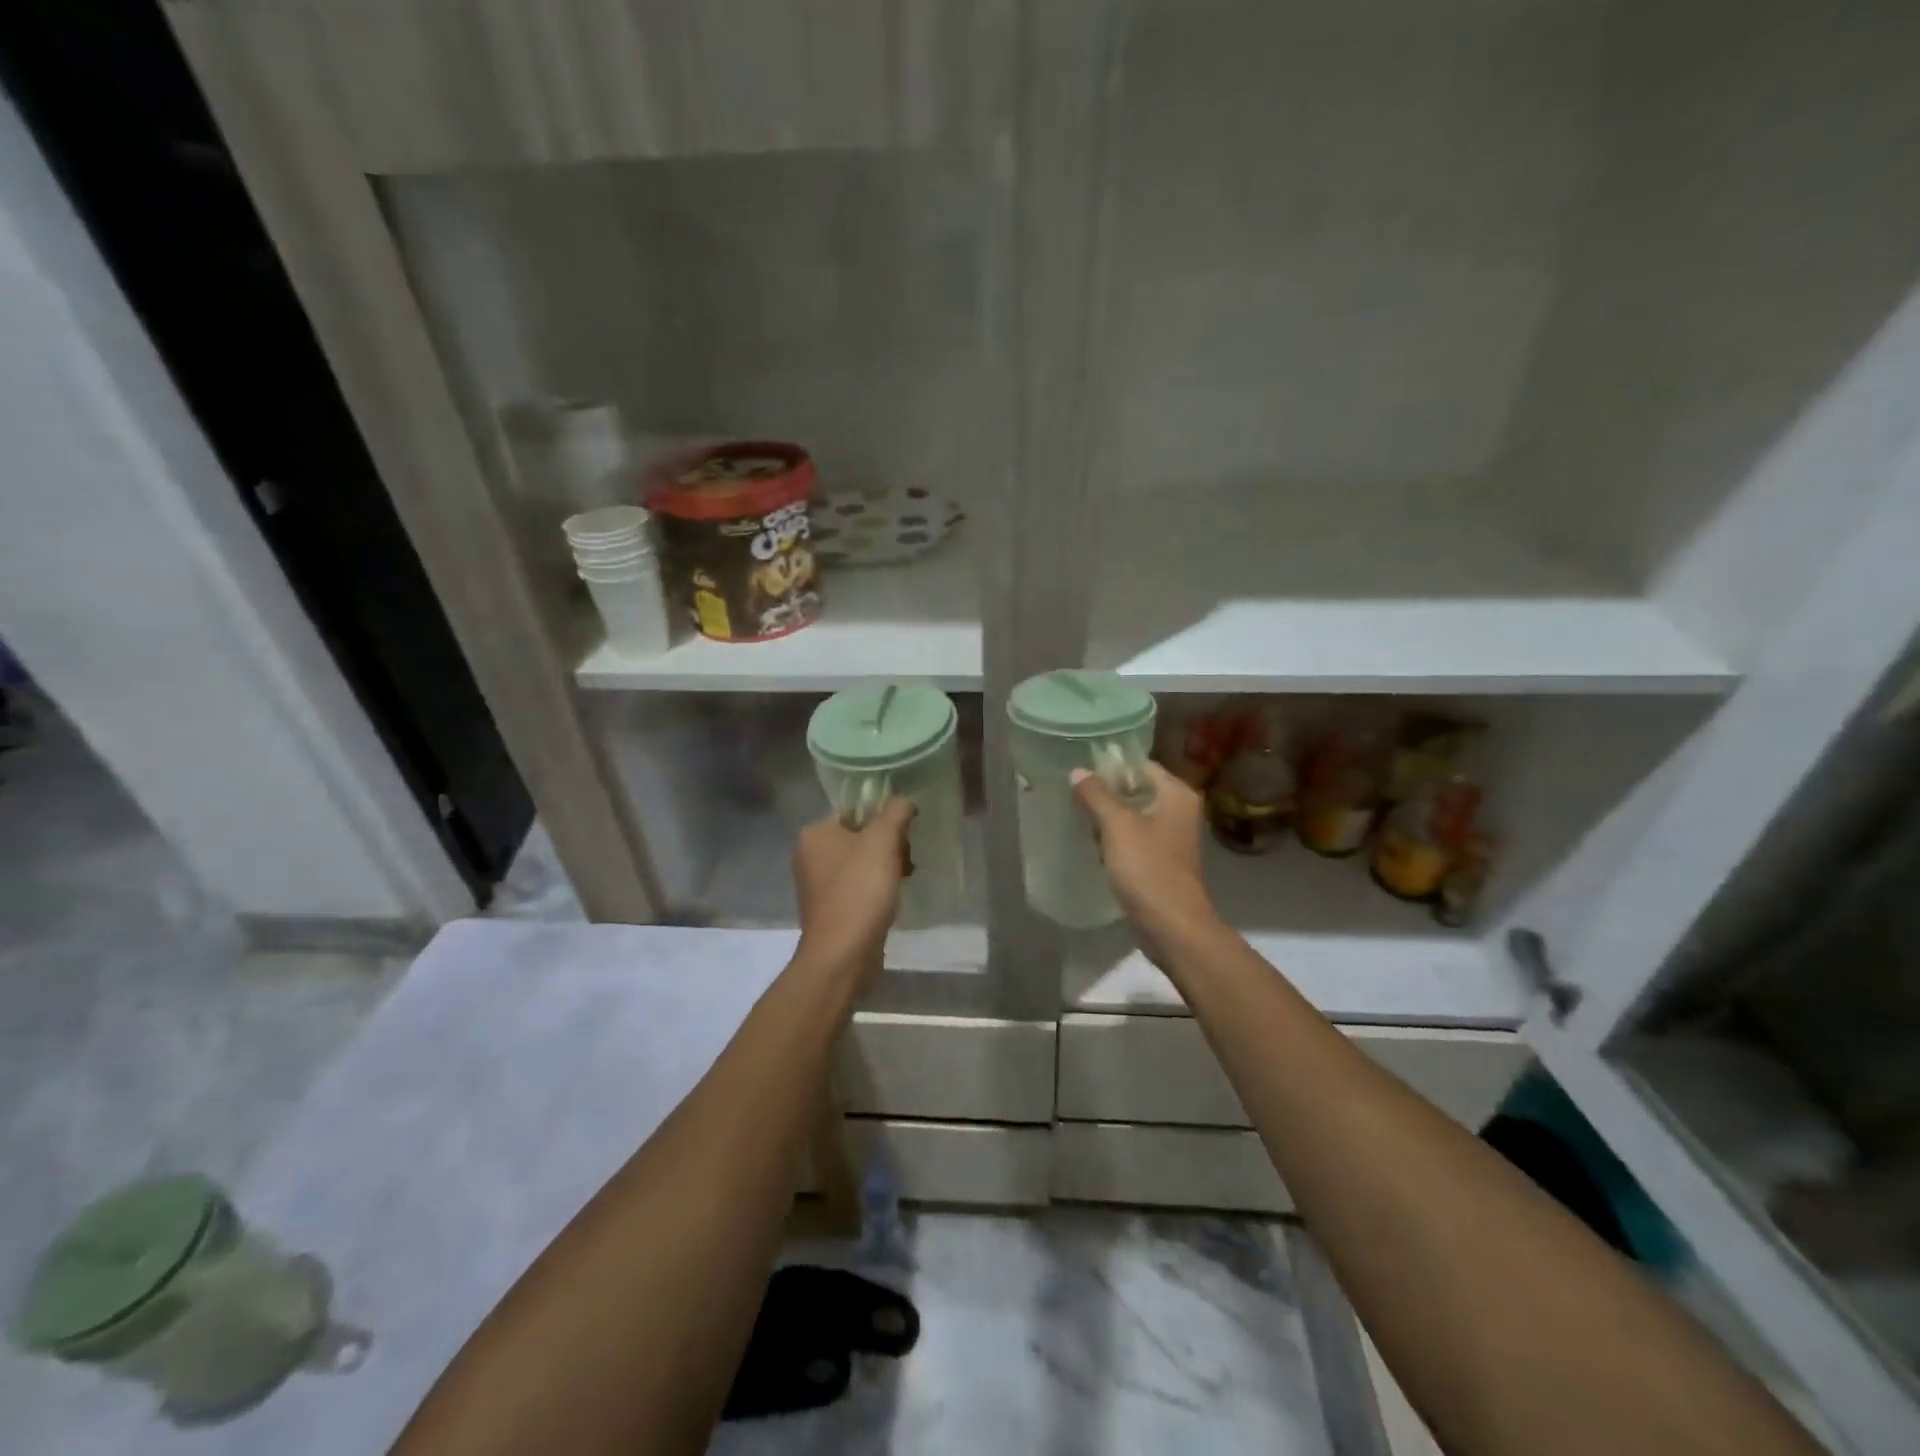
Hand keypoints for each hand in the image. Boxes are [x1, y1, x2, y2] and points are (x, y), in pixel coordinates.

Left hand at [792, 797, 916, 986]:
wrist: (842, 954)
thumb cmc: (860, 890)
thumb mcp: (883, 841)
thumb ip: (896, 812)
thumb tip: (904, 801)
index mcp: (815, 833)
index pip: (856, 809)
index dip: (885, 818)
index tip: (906, 835)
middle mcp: (810, 854)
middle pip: (860, 835)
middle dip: (889, 844)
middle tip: (907, 860)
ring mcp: (817, 884)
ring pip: (861, 861)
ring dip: (886, 866)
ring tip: (903, 880)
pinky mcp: (829, 908)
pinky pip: (858, 886)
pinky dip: (876, 888)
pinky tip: (891, 900)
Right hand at [1071, 761, 1217, 964]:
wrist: (1172, 926)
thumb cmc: (1147, 868)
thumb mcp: (1116, 826)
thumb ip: (1096, 795)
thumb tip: (1078, 771)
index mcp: (1176, 794)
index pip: (1141, 765)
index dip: (1112, 767)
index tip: (1082, 774)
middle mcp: (1179, 810)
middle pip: (1137, 790)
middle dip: (1107, 796)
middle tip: (1077, 800)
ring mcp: (1173, 837)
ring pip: (1134, 816)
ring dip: (1110, 821)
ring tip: (1084, 826)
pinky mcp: (1163, 861)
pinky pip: (1136, 839)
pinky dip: (1118, 842)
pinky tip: (1098, 851)